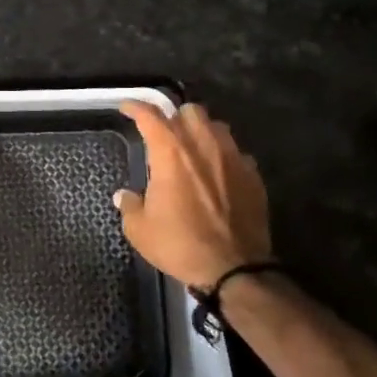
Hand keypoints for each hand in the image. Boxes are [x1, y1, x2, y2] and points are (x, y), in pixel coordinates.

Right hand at [114, 101, 270, 290]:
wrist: (235, 269)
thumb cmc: (180, 245)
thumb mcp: (140, 230)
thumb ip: (129, 206)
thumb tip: (124, 196)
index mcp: (171, 153)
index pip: (151, 116)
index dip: (136, 107)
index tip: (127, 108)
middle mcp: (203, 146)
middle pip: (190, 111)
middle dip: (175, 116)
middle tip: (165, 133)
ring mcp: (232, 158)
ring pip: (217, 126)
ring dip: (201, 131)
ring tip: (193, 148)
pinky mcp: (253, 175)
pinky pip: (237, 152)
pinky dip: (224, 156)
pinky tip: (218, 172)